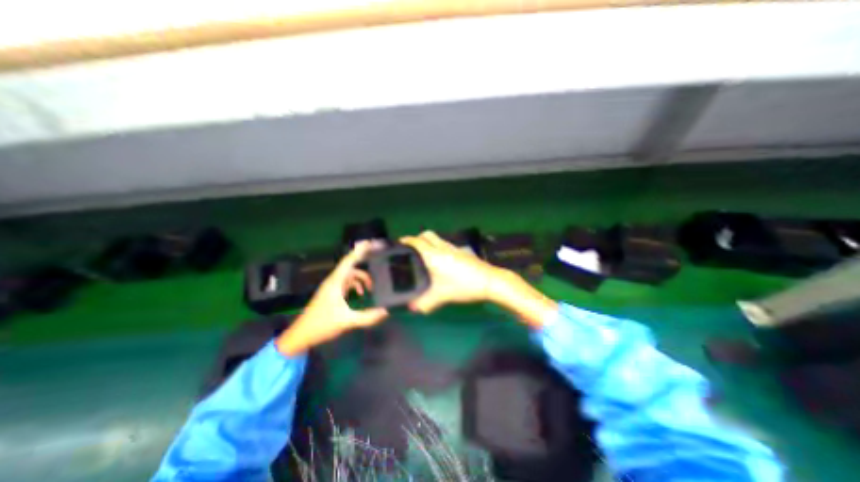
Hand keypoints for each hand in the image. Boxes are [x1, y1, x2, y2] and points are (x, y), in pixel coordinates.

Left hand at [275, 243, 385, 355]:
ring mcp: (332, 287)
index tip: (370, 243)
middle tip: (379, 270)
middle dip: (365, 268)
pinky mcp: (331, 293)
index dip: (359, 251)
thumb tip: (386, 311)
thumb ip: (367, 317)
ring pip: (350, 275)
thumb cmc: (322, 325)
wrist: (301, 335)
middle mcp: (334, 280)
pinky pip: (347, 283)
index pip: (349, 261)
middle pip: (352, 267)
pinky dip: (356, 285)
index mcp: (336, 282)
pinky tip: (361, 294)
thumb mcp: (347, 321)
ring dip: (361, 279)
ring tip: (371, 289)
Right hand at [397, 232, 500, 314]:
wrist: (489, 281)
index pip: (416, 242)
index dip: (406, 241)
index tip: (398, 244)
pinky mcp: (461, 251)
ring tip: (423, 256)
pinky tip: (440, 261)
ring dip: (428, 242)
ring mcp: (453, 247)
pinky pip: (444, 244)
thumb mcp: (442, 296)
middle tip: (411, 250)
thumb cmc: (464, 286)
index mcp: (434, 255)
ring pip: (436, 238)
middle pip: (426, 235)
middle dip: (417, 239)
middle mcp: (442, 247)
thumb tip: (411, 308)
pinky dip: (437, 247)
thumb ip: (425, 303)